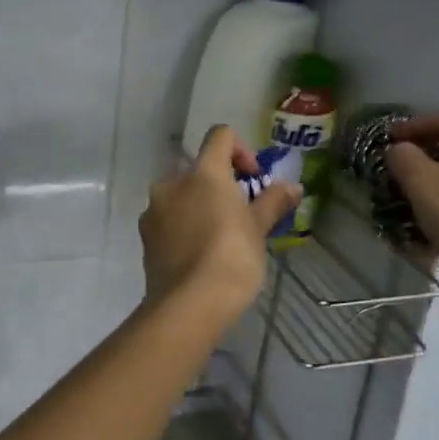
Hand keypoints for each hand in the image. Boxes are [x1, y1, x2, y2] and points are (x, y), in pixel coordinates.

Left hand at [140, 126, 299, 320]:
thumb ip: (273, 201)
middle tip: (241, 215)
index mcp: (202, 172)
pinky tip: (199, 255)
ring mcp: (154, 209)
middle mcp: (172, 182)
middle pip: (200, 170)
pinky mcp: (145, 236)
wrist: (189, 304)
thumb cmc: (232, 257)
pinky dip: (184, 226)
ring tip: (220, 239)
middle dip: (221, 186)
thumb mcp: (259, 229)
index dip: (241, 149)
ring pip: (182, 196)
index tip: (253, 179)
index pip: (220, 136)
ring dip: (200, 206)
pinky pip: (169, 220)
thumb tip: (293, 187)